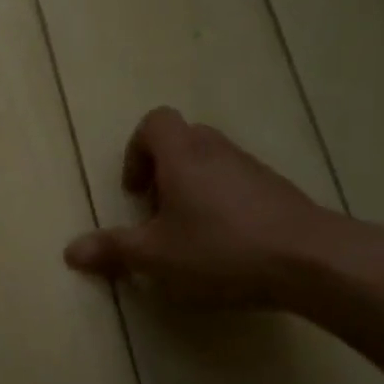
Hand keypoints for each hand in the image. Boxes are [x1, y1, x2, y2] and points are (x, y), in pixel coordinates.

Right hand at [63, 107, 336, 307]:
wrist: (313, 261)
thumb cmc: (221, 249)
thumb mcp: (155, 257)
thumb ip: (112, 250)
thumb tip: (70, 251)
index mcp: (182, 155)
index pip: (154, 122)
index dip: (136, 151)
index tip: (136, 192)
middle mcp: (217, 151)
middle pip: (183, 140)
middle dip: (164, 172)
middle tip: (159, 214)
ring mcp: (254, 169)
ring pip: (213, 163)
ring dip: (194, 189)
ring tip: (192, 235)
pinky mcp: (280, 192)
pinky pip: (240, 185)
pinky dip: (225, 205)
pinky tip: (228, 246)